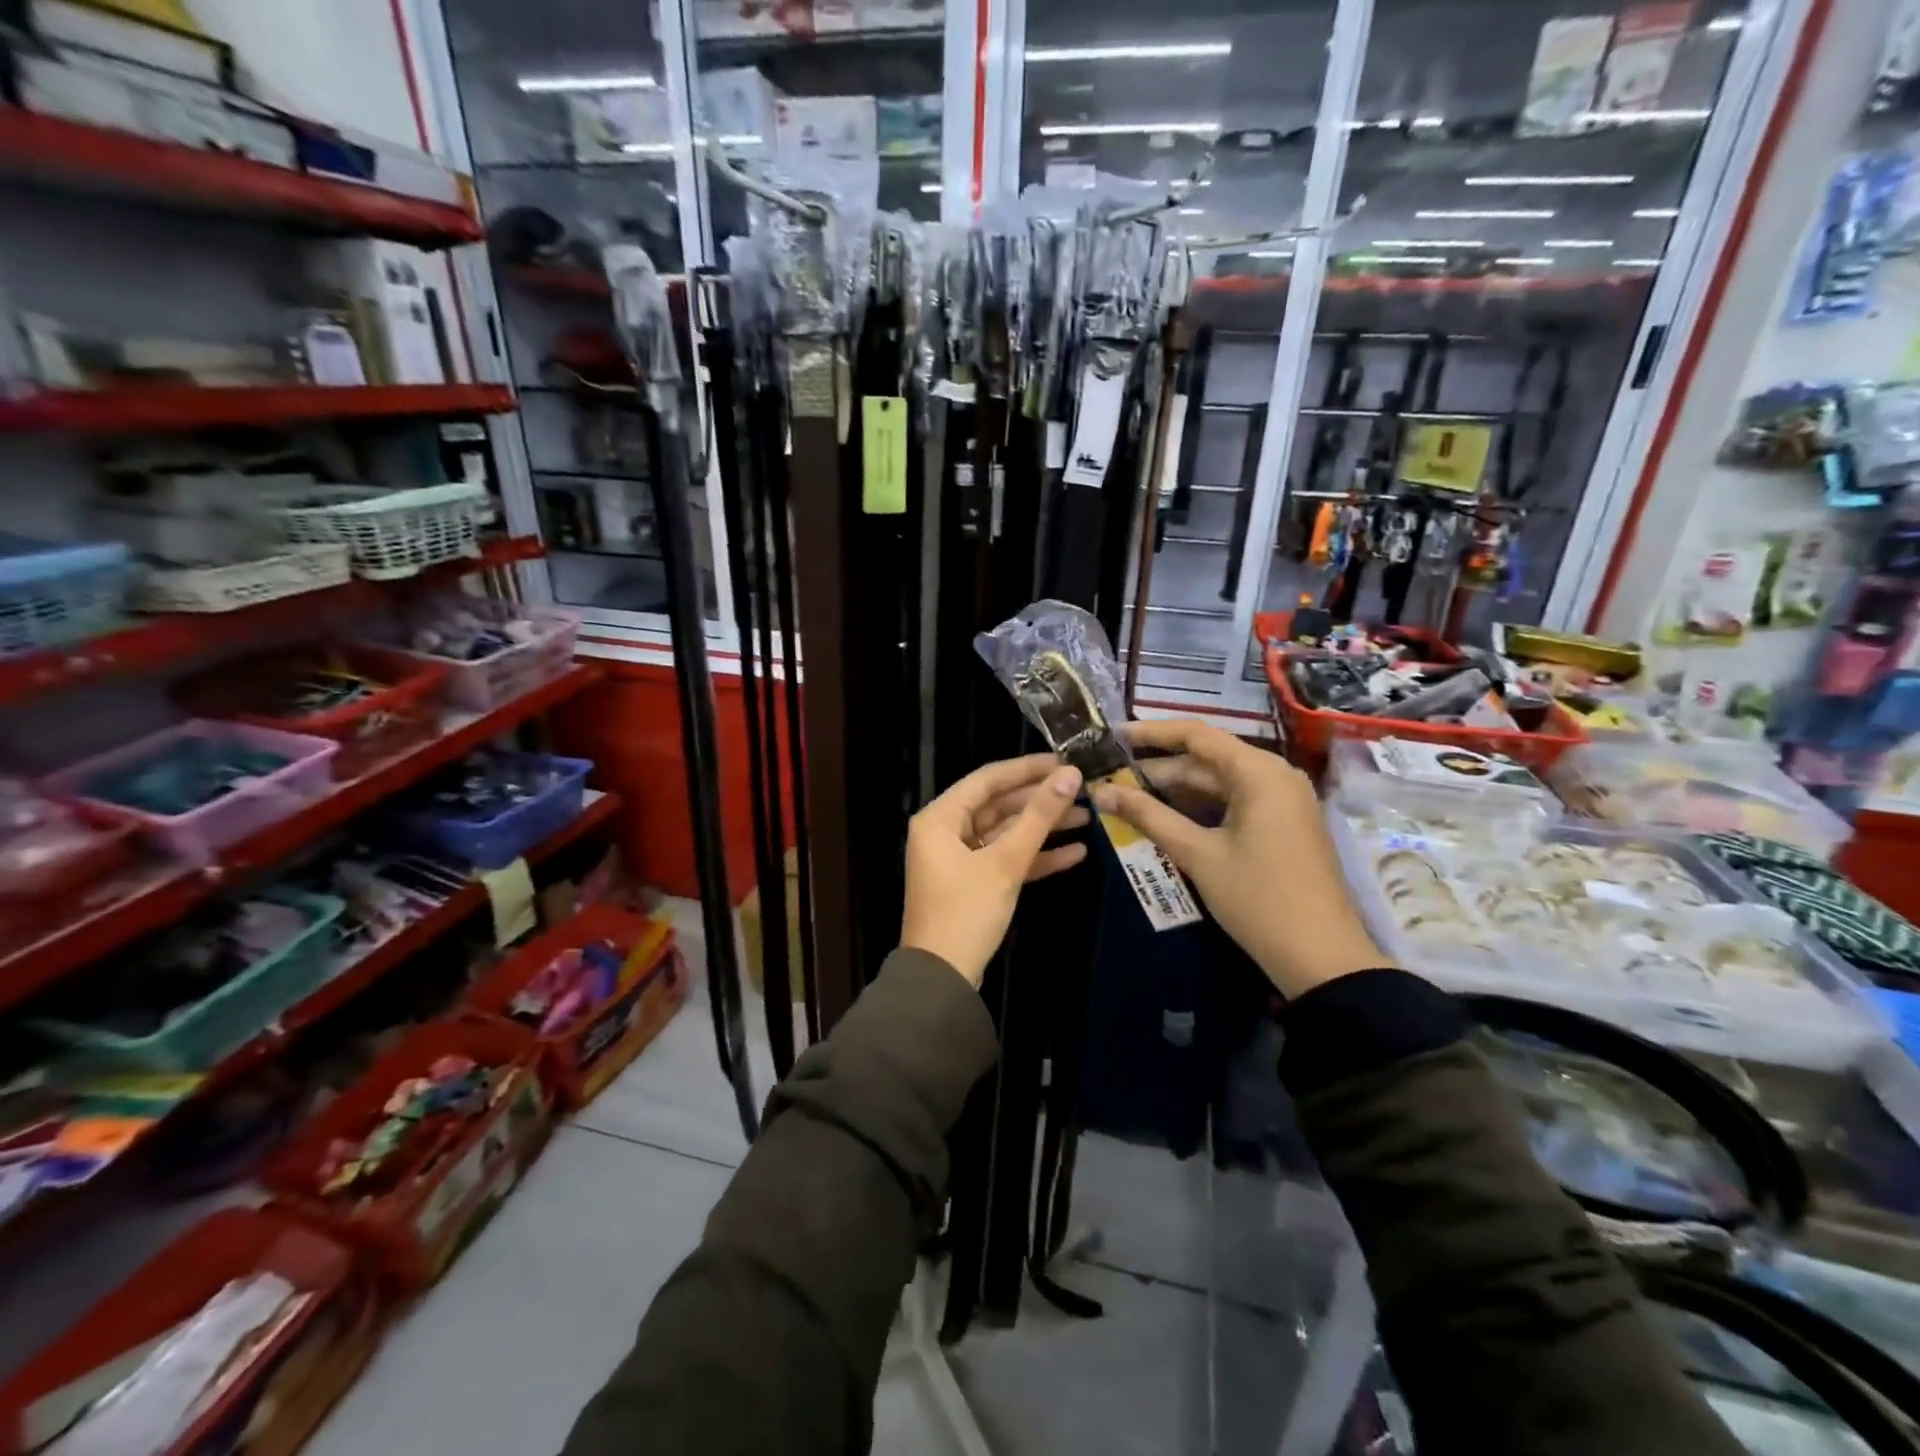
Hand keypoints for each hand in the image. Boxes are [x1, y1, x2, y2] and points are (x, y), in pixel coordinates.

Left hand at [901, 754, 1089, 987]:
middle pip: (999, 805)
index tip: (1064, 761)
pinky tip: (1076, 853)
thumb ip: (1039, 817)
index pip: (988, 779)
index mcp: (940, 818)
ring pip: (1006, 833)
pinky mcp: (975, 884)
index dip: (1027, 768)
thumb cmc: (967, 911)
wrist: (943, 979)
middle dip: (1040, 800)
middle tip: (1082, 789)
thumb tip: (1070, 775)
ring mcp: (960, 859)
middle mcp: (946, 832)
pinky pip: (1007, 860)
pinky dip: (1036, 857)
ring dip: (1043, 828)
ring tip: (1088, 817)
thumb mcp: (1006, 862)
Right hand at [1090, 721, 1385, 998]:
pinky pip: (1231, 803)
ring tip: (1125, 797)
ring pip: (1217, 784)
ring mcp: (1280, 802)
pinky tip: (1162, 818)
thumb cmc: (1258, 898)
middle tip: (1109, 777)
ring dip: (1174, 791)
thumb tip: (1100, 791)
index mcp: (1259, 772)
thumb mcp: (1198, 854)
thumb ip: (1148, 816)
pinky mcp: (1280, 826)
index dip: (1151, 733)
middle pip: (1205, 760)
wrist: (1322, 958)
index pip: (1196, 735)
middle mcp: (1273, 776)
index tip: (1112, 736)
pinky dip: (1197, 808)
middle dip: (1157, 769)